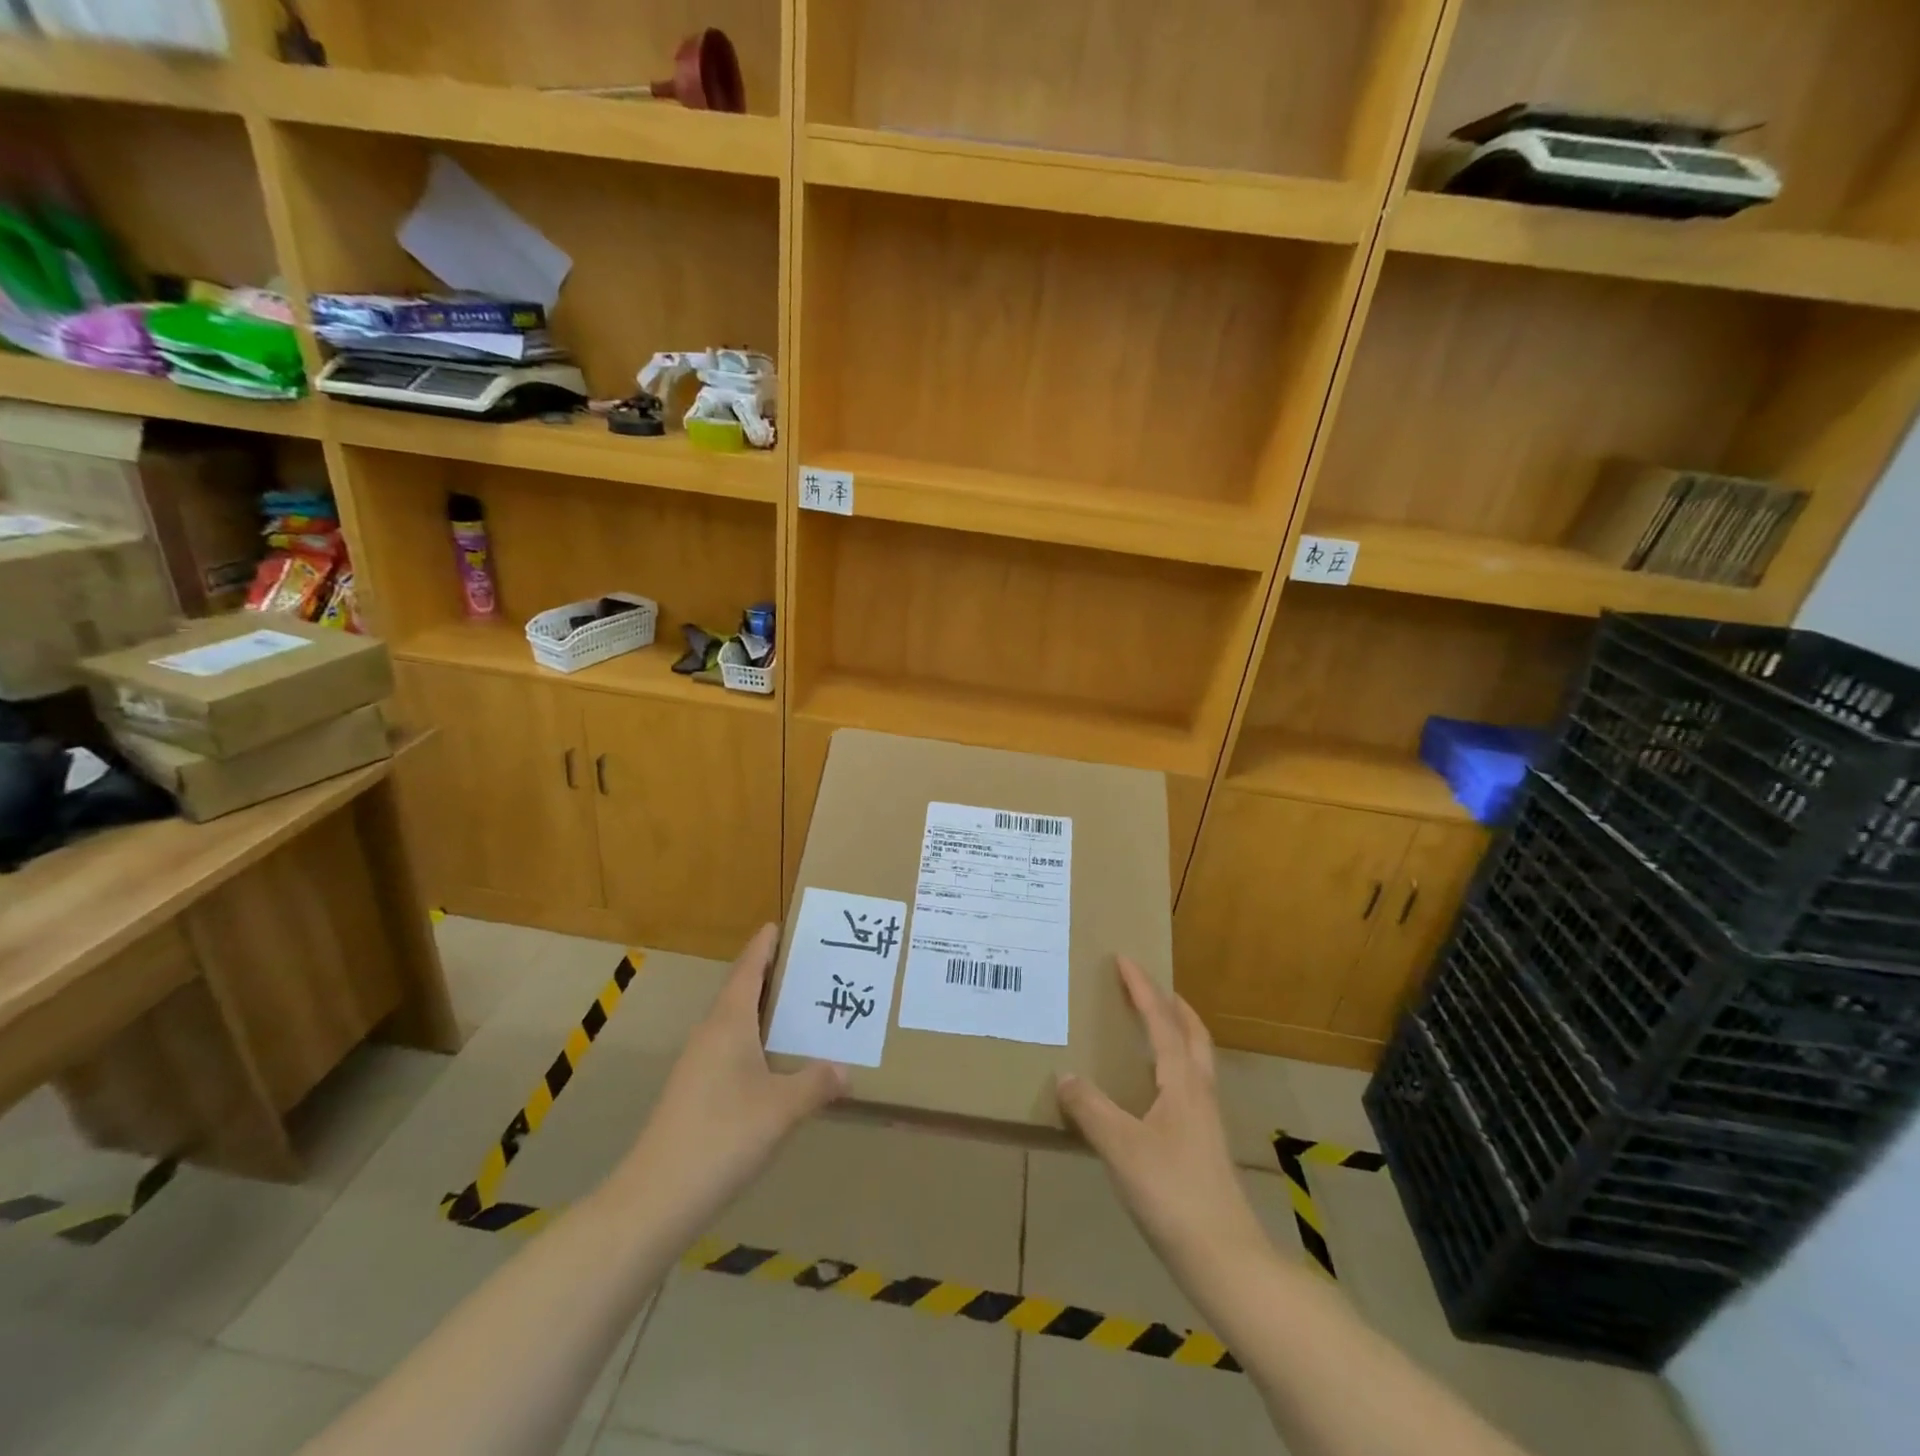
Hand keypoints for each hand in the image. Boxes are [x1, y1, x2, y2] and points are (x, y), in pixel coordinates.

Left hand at [615, 924, 845, 1231]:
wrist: (656, 1198)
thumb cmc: (722, 1136)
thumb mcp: (782, 1109)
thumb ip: (816, 1083)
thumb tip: (846, 1069)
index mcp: (729, 1023)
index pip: (747, 970)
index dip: (763, 946)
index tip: (778, 925)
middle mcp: (710, 1035)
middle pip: (740, 992)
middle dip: (769, 977)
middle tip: (806, 967)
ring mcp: (697, 1065)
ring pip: (734, 1024)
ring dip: (762, 1012)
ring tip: (798, 1012)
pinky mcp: (693, 1093)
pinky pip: (729, 1050)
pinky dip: (754, 1043)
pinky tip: (774, 1065)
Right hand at [1057, 958, 1269, 1282]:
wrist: (1224, 1256)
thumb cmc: (1172, 1192)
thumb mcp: (1120, 1147)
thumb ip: (1090, 1109)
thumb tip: (1064, 1076)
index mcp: (1182, 1081)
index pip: (1161, 1021)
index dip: (1142, 988)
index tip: (1125, 959)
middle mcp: (1199, 1091)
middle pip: (1192, 1033)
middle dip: (1172, 1004)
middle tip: (1147, 987)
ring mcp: (1205, 1118)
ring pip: (1195, 1058)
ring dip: (1176, 1032)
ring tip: (1150, 1027)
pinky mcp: (1204, 1143)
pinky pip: (1188, 1083)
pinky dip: (1172, 1064)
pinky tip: (1151, 1087)